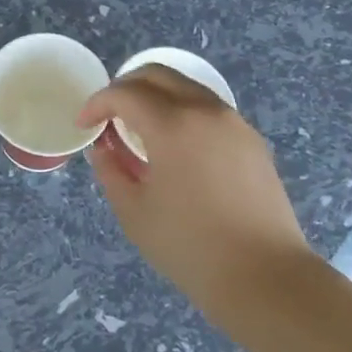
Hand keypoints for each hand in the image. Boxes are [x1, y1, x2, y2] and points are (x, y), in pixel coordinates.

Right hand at [78, 67, 313, 332]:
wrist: (266, 277)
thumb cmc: (191, 246)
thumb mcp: (134, 212)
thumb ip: (111, 171)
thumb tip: (104, 148)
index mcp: (172, 125)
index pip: (124, 93)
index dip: (97, 103)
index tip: (84, 125)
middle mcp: (205, 110)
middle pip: (157, 74)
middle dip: (125, 87)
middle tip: (108, 115)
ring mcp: (234, 123)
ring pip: (186, 87)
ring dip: (156, 96)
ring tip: (140, 129)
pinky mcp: (252, 141)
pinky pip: (208, 109)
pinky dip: (183, 112)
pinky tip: (176, 146)